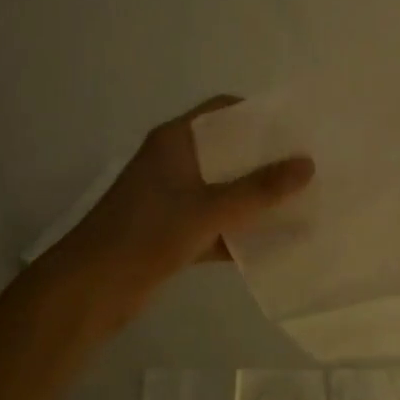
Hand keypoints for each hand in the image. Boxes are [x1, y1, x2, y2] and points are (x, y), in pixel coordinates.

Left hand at [54, 97, 312, 308]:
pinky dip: (241, 230)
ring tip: (302, 200)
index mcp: (176, 141)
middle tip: (308, 165)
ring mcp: (173, 199)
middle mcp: (174, 163)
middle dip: (266, 159)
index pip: (222, 110)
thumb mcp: (209, 209)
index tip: (296, 127)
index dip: (258, 114)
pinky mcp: (173, 232)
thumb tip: (308, 165)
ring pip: (224, 189)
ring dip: (256, 197)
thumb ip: (259, 189)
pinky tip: (276, 241)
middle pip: (228, 151)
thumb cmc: (147, 234)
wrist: (90, 289)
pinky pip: (217, 223)